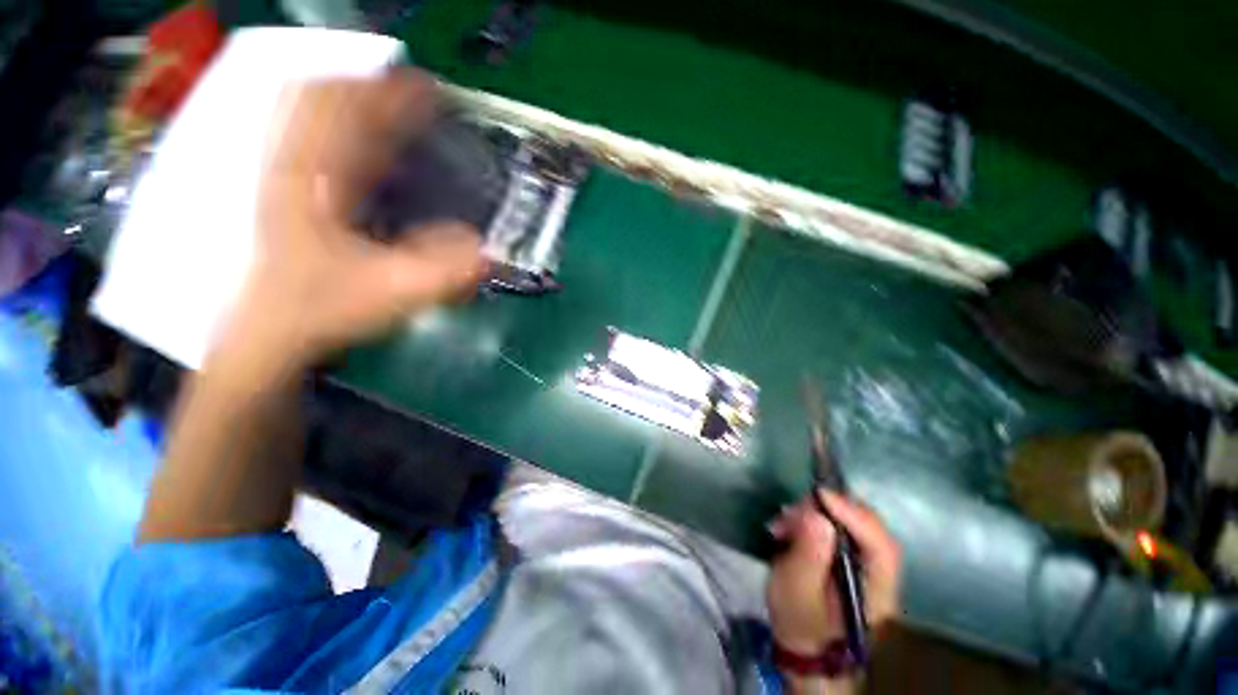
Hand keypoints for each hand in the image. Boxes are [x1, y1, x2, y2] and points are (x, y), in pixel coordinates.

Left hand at [227, 69, 486, 366]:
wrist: (270, 333)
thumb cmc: (324, 308)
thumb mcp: (390, 291)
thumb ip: (441, 272)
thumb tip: (486, 251)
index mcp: (315, 180)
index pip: (351, 113)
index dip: (393, 95)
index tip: (431, 90)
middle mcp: (295, 166)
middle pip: (322, 98)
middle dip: (368, 87)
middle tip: (412, 93)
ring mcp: (285, 176)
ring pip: (307, 115)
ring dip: (348, 101)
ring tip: (387, 104)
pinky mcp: (288, 192)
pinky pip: (305, 141)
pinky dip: (332, 129)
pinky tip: (359, 143)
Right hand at [766, 490, 900, 655]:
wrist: (805, 648)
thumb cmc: (799, 623)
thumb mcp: (795, 590)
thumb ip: (808, 555)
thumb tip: (816, 515)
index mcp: (877, 590)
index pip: (879, 545)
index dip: (853, 514)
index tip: (820, 494)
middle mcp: (881, 573)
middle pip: (868, 526)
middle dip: (829, 509)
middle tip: (792, 511)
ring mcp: (869, 564)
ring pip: (852, 522)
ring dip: (817, 513)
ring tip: (784, 522)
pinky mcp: (852, 557)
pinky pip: (840, 527)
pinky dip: (815, 519)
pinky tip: (791, 526)